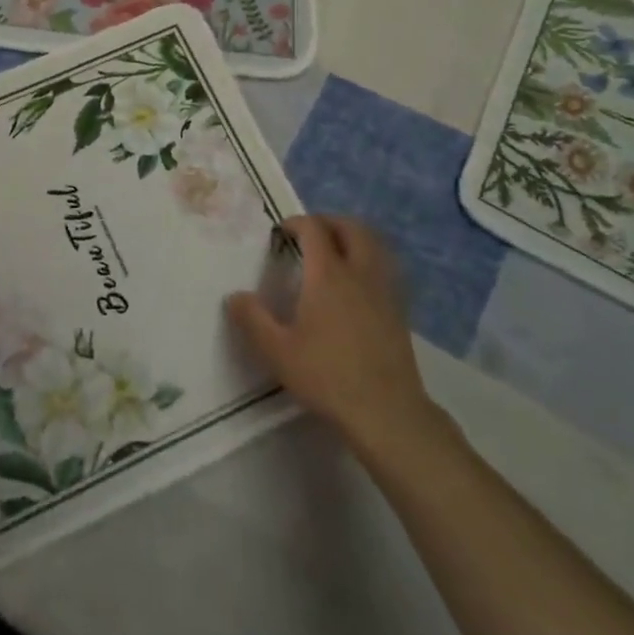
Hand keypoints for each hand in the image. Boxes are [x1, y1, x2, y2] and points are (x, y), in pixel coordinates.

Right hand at [227, 215, 448, 461]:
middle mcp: (359, 274)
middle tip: (310, 234)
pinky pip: (384, 270)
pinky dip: (368, 263)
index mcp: (328, 275)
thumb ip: (252, 319)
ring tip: (334, 253)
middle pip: (352, 228)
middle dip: (329, 222)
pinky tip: (355, 286)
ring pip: (374, 247)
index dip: (296, 223)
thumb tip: (235, 296)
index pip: (314, 229)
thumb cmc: (327, 376)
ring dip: (353, 239)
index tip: (280, 233)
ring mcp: (384, 292)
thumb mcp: (277, 351)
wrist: (386, 412)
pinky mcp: (399, 312)